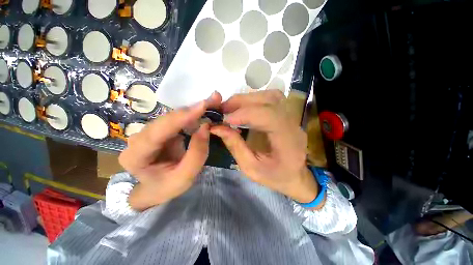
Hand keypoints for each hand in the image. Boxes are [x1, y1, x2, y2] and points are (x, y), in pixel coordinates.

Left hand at [119, 92, 221, 210]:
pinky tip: (203, 110)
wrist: (156, 188)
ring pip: (172, 116)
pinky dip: (192, 114)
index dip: (181, 117)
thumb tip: (205, 126)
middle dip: (192, 109)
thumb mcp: (185, 177)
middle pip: (166, 119)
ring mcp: (148, 132)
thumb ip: (196, 154)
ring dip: (193, 109)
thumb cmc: (168, 186)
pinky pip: (176, 119)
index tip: (203, 106)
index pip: (158, 132)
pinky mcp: (159, 130)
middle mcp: (138, 139)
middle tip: (214, 100)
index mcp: (136, 156)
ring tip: (212, 103)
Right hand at [211, 90, 322, 206]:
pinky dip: (254, 100)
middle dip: (242, 102)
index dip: (245, 114)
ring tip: (231, 107)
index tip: (224, 119)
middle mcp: (293, 124)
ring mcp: (292, 117)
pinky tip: (243, 108)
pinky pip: (271, 99)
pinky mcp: (287, 114)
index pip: (269, 116)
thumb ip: (235, 146)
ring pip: (271, 95)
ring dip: (248, 98)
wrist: (295, 176)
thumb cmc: (274, 176)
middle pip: (270, 100)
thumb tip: (217, 127)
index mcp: (288, 142)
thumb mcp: (251, 168)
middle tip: (222, 109)